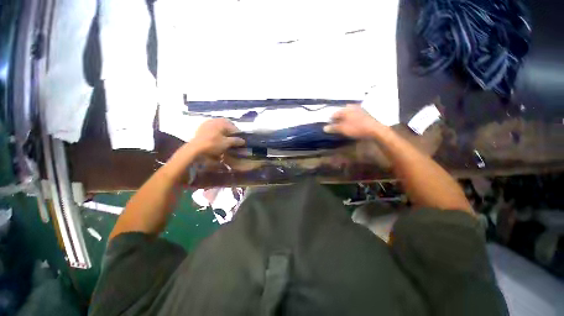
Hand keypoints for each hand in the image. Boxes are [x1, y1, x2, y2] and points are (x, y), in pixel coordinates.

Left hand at [191, 118, 244, 155]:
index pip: (234, 127)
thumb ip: (235, 141)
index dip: (238, 134)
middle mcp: (215, 119)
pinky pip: (211, 128)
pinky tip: (214, 139)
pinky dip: (215, 132)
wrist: (195, 148)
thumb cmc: (212, 144)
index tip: (239, 141)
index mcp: (222, 122)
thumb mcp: (226, 144)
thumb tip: (243, 140)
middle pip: (226, 125)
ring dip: (222, 132)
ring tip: (223, 140)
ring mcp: (207, 123)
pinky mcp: (201, 127)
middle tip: (232, 140)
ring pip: (218, 126)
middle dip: (230, 132)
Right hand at [323, 104, 382, 138]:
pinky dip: (354, 117)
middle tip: (338, 123)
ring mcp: (359, 108)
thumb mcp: (344, 129)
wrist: (375, 128)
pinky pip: (356, 113)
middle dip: (339, 116)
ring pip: (350, 111)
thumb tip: (324, 128)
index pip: (334, 114)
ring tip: (346, 122)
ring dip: (347, 116)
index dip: (331, 119)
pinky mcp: (366, 112)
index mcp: (344, 110)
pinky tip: (355, 121)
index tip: (330, 124)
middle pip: (342, 111)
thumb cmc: (357, 128)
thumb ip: (334, 128)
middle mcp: (351, 106)